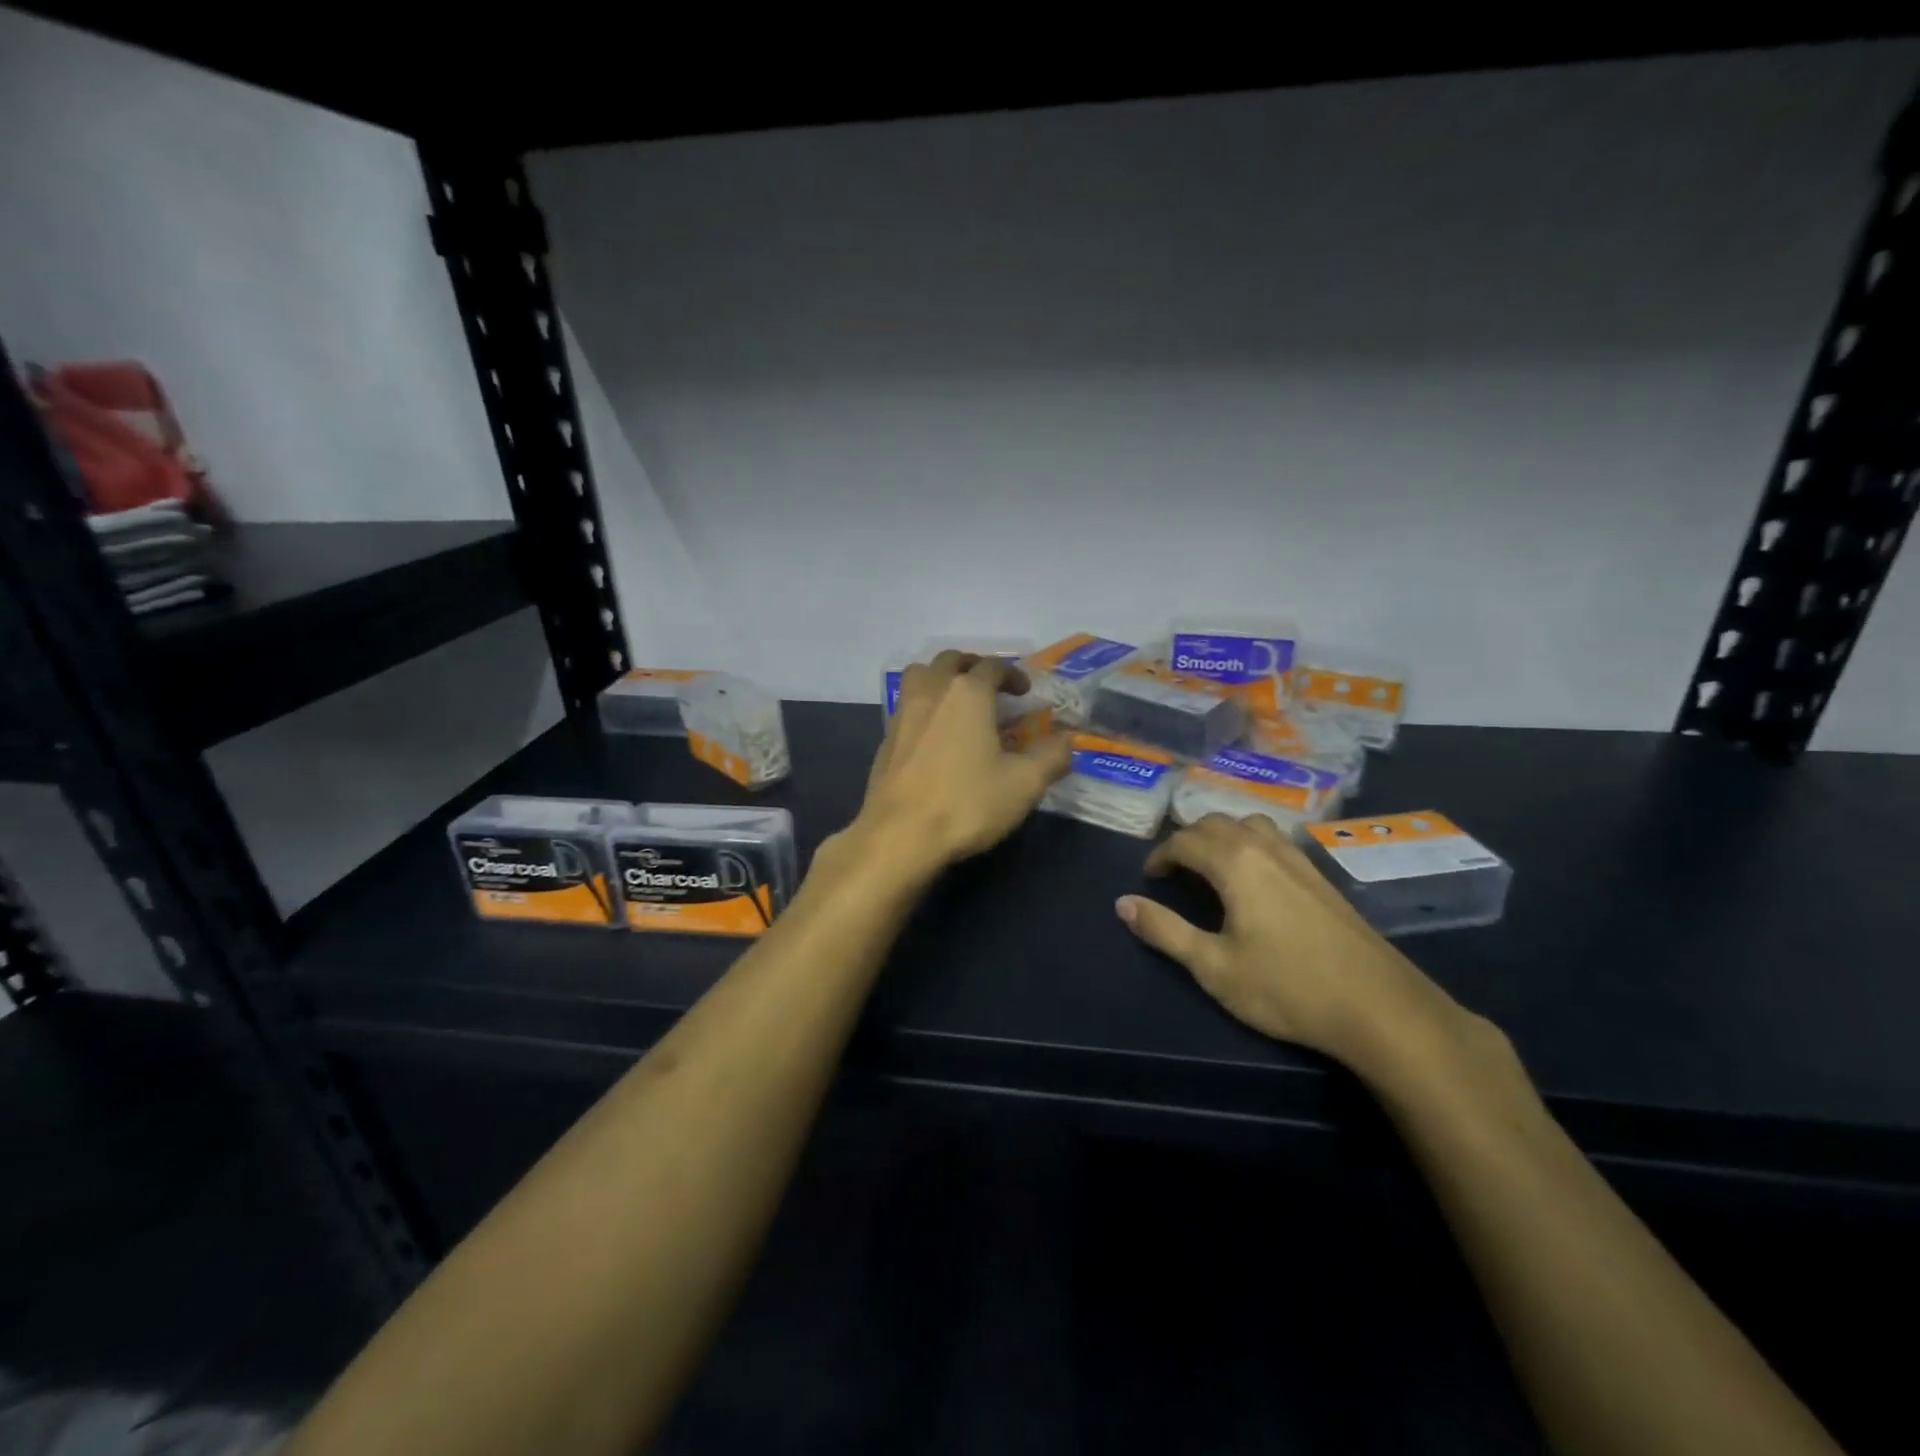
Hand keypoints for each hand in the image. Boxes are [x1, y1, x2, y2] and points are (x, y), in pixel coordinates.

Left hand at [852, 651, 1071, 874]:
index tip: (1024, 691)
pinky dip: (924, 705)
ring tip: (957, 700)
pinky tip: (935, 733)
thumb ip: (1051, 756)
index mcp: (967, 693)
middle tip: (990, 686)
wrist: (899, 836)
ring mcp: (903, 714)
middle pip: (950, 660)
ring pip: (920, 676)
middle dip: (973, 666)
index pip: (992, 667)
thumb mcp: (1024, 783)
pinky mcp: (886, 740)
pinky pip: (906, 705)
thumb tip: (1068, 740)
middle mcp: (932, 692)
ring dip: (941, 678)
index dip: (1012, 674)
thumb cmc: (966, 803)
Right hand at [1116, 813, 1476, 1076]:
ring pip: (1250, 825)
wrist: (1379, 1007)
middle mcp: (1265, 847)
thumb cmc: (1287, 987)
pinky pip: (1275, 840)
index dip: (1160, 856)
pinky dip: (1250, 844)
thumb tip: (1122, 904)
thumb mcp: (1213, 966)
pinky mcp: (1321, 876)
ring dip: (1222, 835)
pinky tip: (1255, 878)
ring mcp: (1299, 859)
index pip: (1185, 841)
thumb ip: (1164, 931)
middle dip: (1188, 840)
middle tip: (1174, 870)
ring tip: (1211, 865)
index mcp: (1235, 862)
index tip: (1149, 878)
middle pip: (1217, 823)